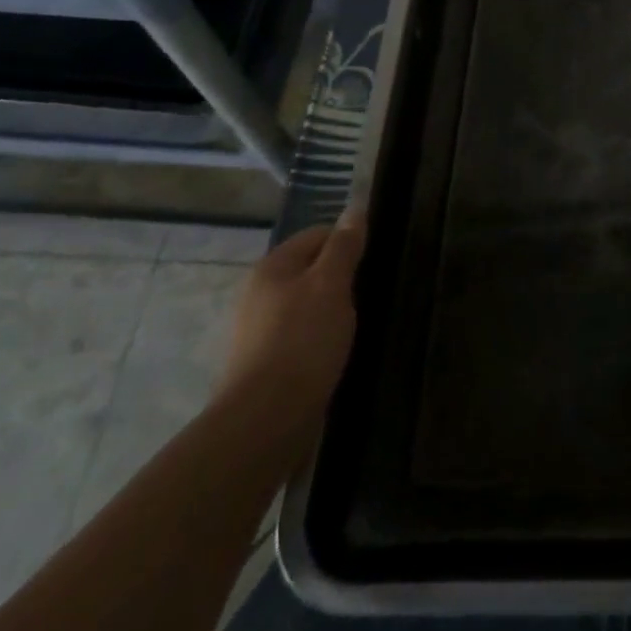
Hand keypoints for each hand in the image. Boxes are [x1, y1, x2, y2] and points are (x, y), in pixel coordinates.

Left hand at [214, 211, 365, 452]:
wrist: (266, 420)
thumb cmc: (303, 340)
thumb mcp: (332, 284)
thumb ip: (344, 247)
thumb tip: (354, 209)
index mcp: (272, 267)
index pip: (317, 234)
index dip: (348, 242)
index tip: (373, 261)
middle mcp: (258, 293)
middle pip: (309, 269)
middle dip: (340, 278)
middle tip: (369, 293)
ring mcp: (257, 330)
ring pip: (305, 304)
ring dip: (330, 309)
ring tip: (356, 324)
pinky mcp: (263, 362)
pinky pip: (299, 335)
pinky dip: (318, 337)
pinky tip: (335, 352)